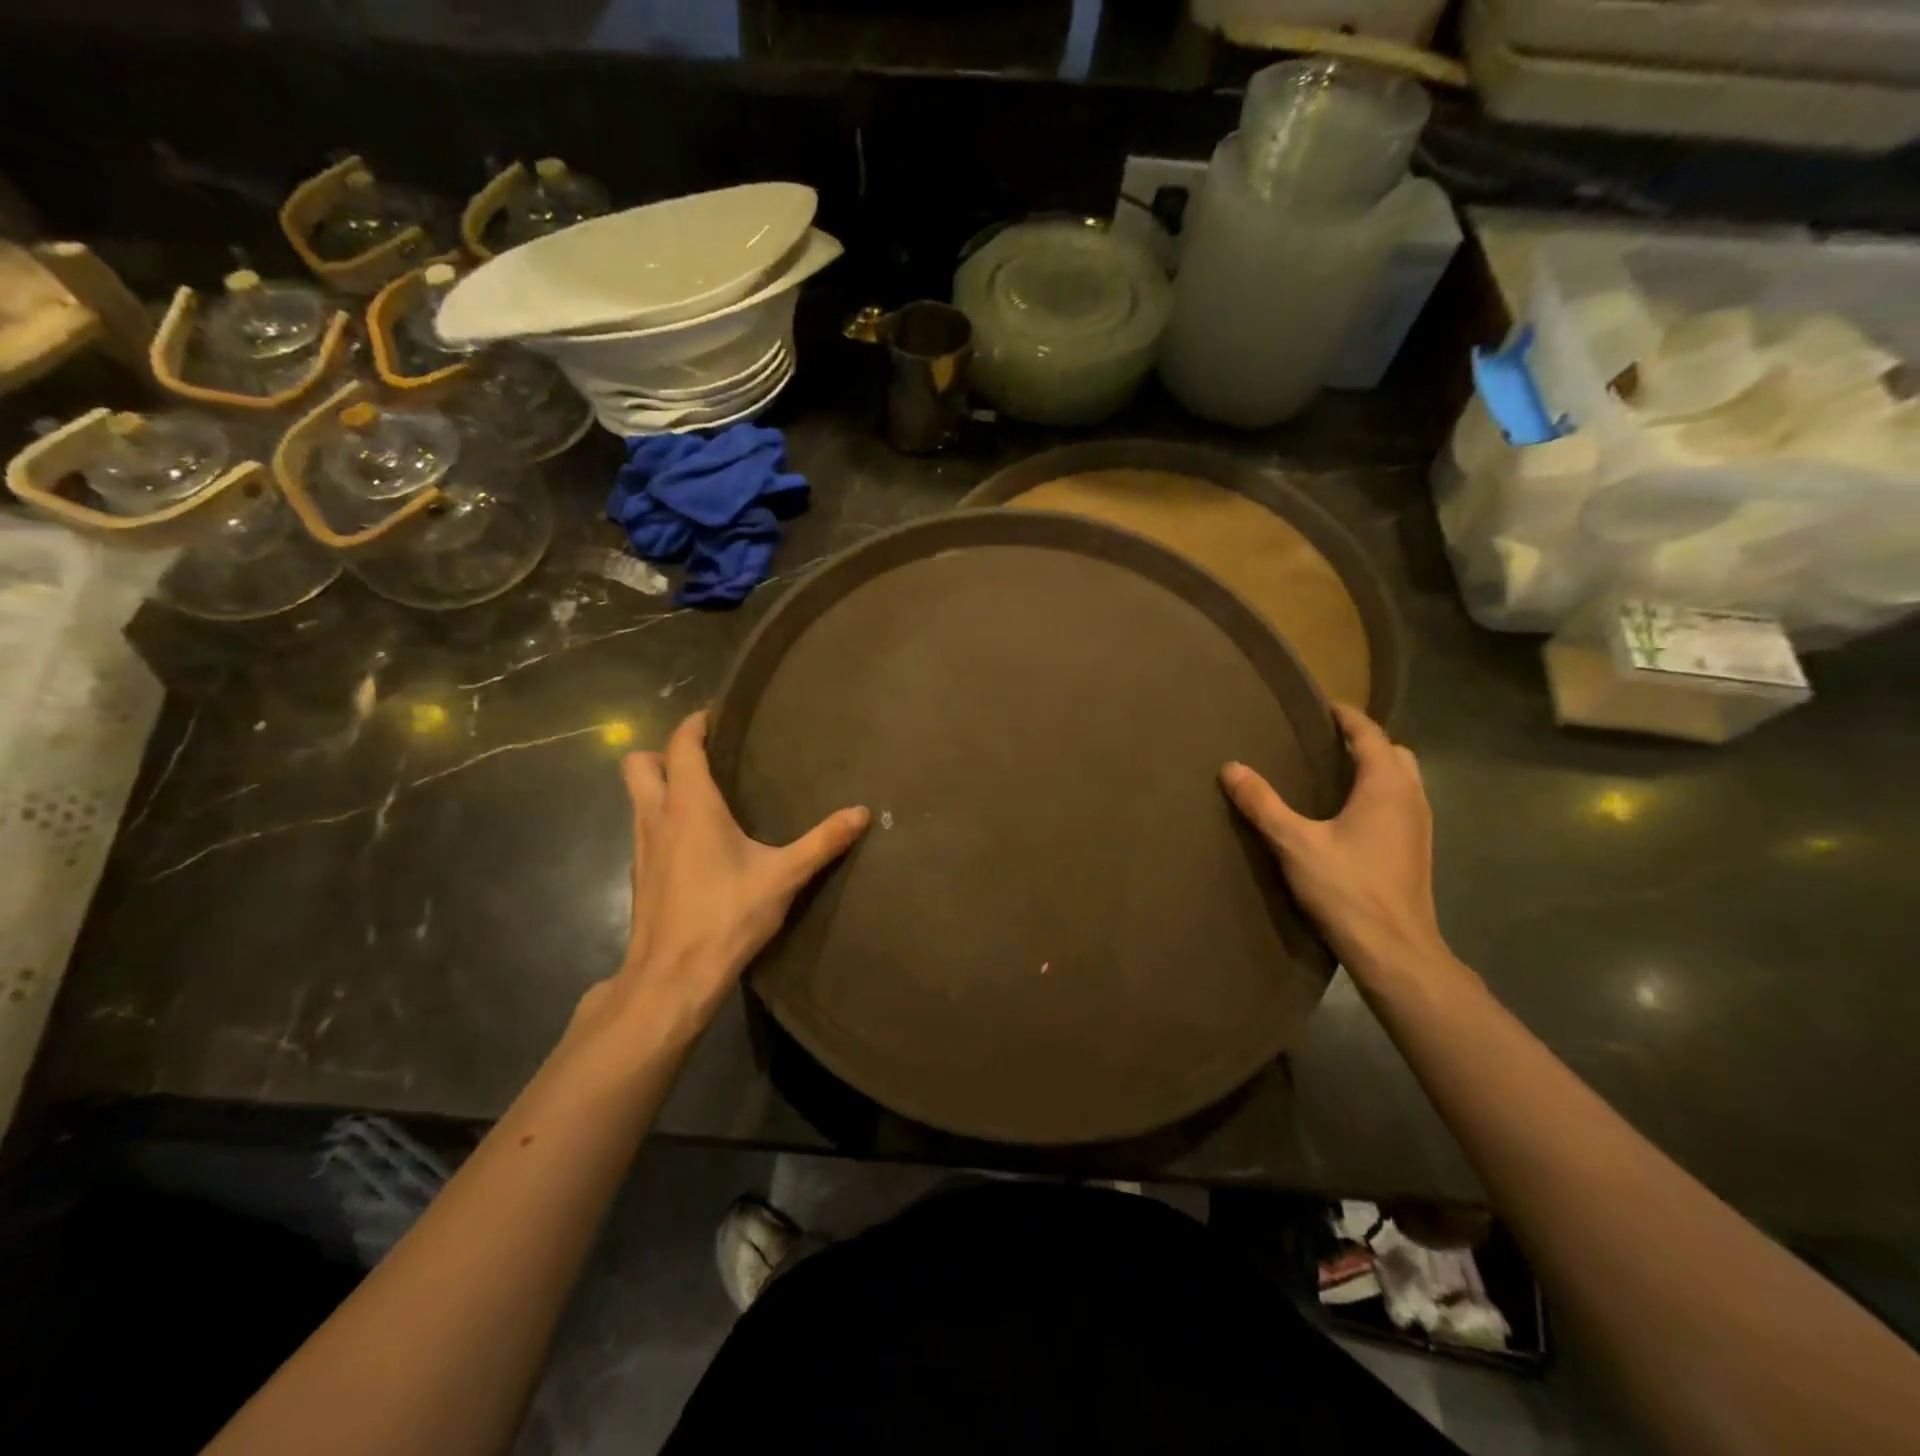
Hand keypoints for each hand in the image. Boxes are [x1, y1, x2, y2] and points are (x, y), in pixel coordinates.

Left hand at [578, 710, 868, 1044]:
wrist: (673, 977)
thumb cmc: (726, 915)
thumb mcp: (784, 876)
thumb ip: (823, 841)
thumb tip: (862, 812)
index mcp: (690, 804)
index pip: (682, 744)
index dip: (695, 724)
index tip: (717, 717)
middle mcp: (657, 816)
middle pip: (639, 763)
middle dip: (666, 752)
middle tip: (706, 761)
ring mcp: (641, 846)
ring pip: (637, 797)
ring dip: (661, 786)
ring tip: (705, 797)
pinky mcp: (639, 874)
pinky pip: (644, 827)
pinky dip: (662, 819)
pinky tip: (695, 844)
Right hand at [1221, 705, 1450, 978]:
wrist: (1395, 949)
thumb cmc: (1347, 888)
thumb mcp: (1294, 843)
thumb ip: (1262, 803)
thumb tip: (1231, 768)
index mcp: (1386, 786)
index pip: (1370, 734)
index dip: (1347, 716)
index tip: (1321, 706)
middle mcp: (1411, 798)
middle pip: (1394, 753)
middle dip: (1365, 741)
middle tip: (1326, 741)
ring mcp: (1420, 826)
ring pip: (1402, 780)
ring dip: (1375, 768)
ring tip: (1333, 774)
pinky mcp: (1417, 850)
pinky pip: (1401, 804)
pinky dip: (1379, 794)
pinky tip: (1349, 816)